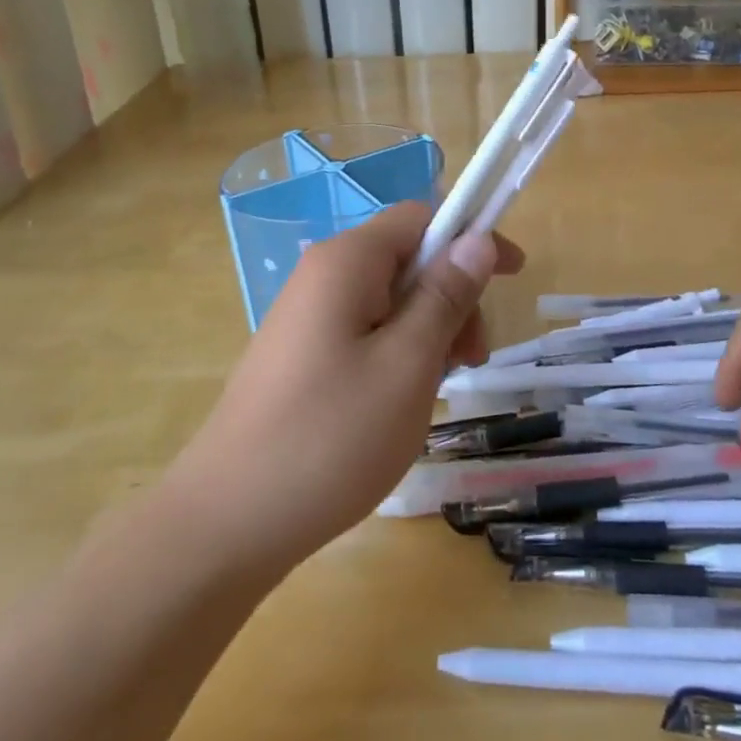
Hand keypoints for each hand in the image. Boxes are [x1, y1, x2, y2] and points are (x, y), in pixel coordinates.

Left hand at [175, 203, 523, 569]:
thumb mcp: (408, 363)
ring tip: (436, 392)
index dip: (472, 237)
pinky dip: (399, 354)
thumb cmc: (331, 436)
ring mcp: (307, 318)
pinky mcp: (301, 355)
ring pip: (391, 301)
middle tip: (470, 361)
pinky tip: (401, 403)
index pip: (422, 217)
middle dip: (452, 298)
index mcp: (347, 262)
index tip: (513, 278)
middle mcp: (323, 276)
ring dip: (430, 332)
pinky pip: (366, 332)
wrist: (228, 523)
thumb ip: (446, 295)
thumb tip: (477, 239)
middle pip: (408, 260)